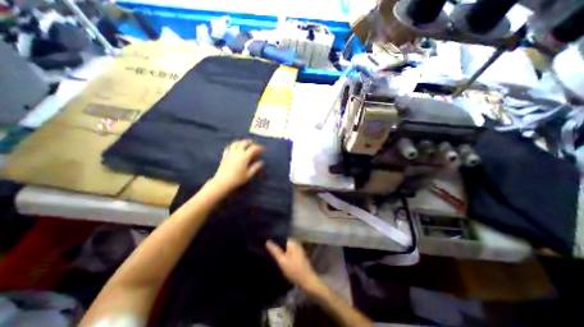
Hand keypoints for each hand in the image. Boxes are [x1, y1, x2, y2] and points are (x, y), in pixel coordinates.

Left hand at [213, 138, 265, 191]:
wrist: (222, 182)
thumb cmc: (237, 179)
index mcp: (245, 156)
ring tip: (246, 143)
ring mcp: (230, 153)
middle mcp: (238, 152)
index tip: (264, 149)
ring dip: (242, 142)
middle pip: (245, 143)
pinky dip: (233, 145)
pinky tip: (235, 147)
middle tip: (255, 145)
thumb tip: (262, 162)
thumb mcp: (249, 174)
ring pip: (236, 143)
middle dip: (251, 142)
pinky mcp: (225, 155)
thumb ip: (256, 167)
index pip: (254, 148)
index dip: (260, 148)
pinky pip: (229, 147)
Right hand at [266, 239, 321, 289]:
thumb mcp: (282, 261)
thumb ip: (275, 251)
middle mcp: (296, 242)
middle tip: (267, 248)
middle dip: (277, 244)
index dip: (274, 239)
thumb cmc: (294, 270)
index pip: (281, 236)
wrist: (307, 280)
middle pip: (284, 241)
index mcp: (292, 242)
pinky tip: (280, 257)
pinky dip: (285, 252)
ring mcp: (298, 248)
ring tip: (272, 252)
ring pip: (287, 246)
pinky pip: (290, 250)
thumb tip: (267, 241)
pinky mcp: (299, 254)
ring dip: (281, 249)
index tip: (266, 241)